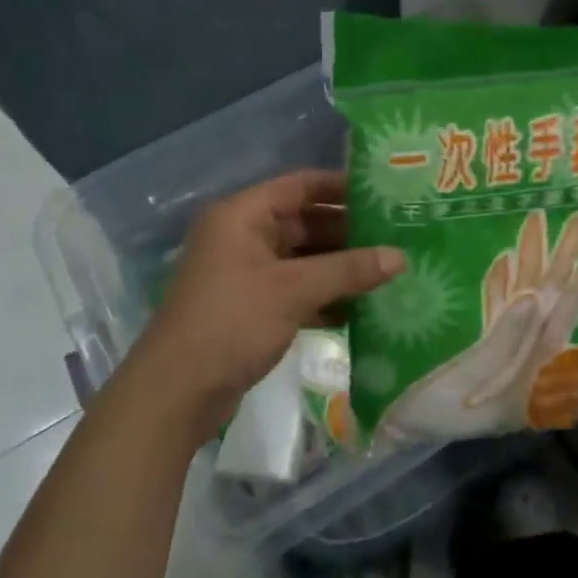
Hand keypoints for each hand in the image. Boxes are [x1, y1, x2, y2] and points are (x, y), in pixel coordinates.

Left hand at [123, 170, 402, 446]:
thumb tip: (400, 257)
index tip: (385, 194)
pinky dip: (323, 295)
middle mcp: (242, 236)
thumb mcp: (292, 291)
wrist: (176, 391)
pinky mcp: (250, 306)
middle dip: (347, 231)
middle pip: (303, 221)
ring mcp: (245, 272)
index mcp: (242, 215)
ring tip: (388, 270)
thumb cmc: (231, 323)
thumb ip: (347, 270)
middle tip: (396, 236)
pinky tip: (360, 307)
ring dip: (338, 266)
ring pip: (301, 258)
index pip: (300, 185)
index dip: (342, 186)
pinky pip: (294, 289)